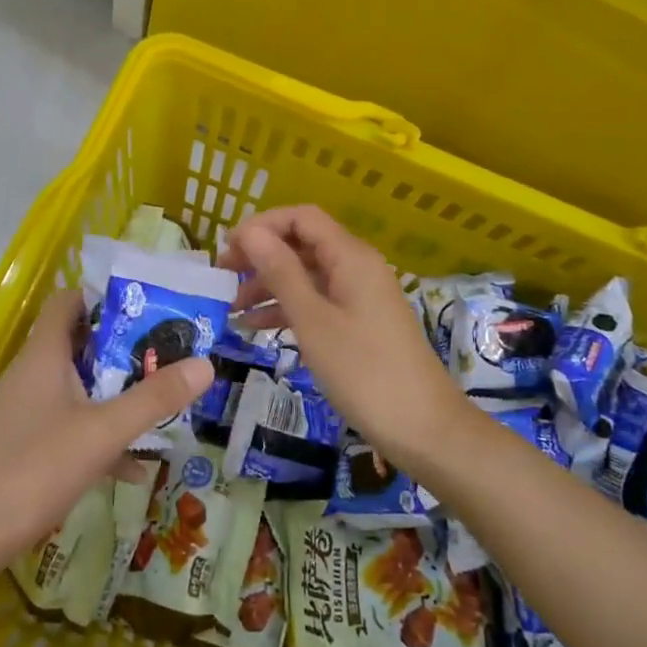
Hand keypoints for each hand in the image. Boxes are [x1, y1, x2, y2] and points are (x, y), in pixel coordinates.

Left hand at [0, 290, 212, 580]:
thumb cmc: (31, 469)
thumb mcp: (102, 432)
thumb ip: (153, 399)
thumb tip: (206, 364)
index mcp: (44, 354)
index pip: (69, 301)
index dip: (104, 295)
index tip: (148, 305)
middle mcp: (33, 374)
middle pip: (81, 343)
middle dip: (125, 348)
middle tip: (170, 353)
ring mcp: (26, 412)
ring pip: (79, 387)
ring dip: (116, 392)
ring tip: (162, 401)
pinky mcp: (25, 446)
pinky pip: (71, 426)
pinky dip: (100, 434)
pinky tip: (133, 465)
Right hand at [221, 205, 464, 475]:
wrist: (423, 428)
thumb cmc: (364, 371)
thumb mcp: (313, 320)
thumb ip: (281, 272)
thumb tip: (250, 231)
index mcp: (350, 256)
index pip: (301, 217)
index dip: (262, 225)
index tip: (228, 248)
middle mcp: (356, 266)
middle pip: (302, 243)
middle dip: (261, 255)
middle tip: (223, 277)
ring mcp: (359, 295)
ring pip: (306, 274)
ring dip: (269, 284)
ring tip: (232, 306)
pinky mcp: (359, 322)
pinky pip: (316, 301)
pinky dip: (287, 308)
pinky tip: (255, 327)